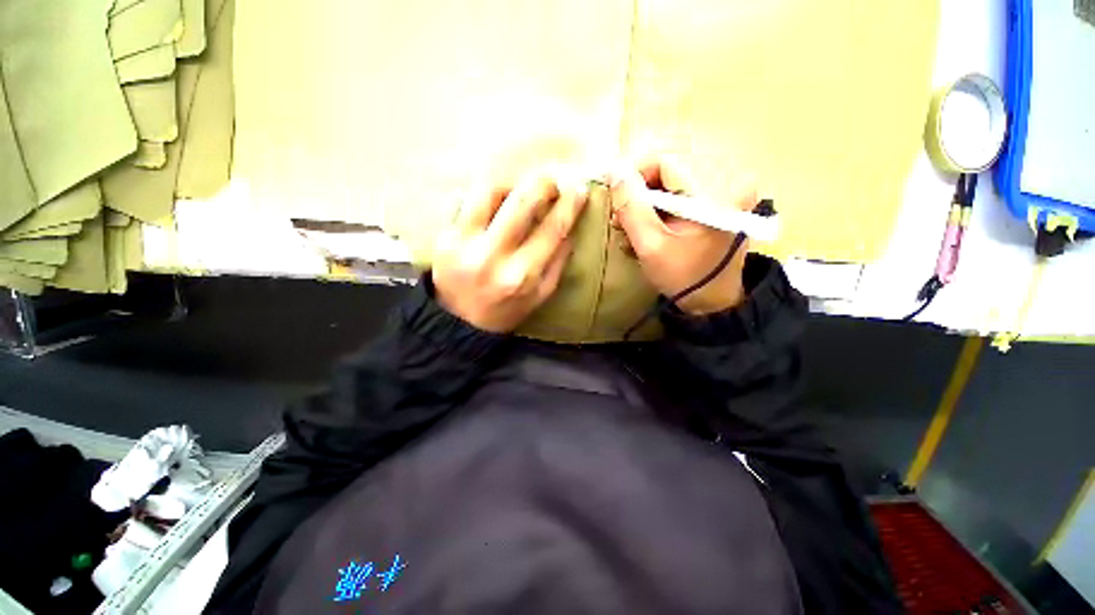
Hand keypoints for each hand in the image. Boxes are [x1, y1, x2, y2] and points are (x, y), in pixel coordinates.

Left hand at [432, 174, 587, 332]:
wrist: (458, 323)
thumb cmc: (505, 311)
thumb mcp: (540, 296)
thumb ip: (558, 263)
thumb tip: (569, 229)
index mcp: (522, 275)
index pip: (552, 229)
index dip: (569, 205)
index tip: (579, 189)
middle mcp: (493, 255)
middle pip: (522, 202)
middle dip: (542, 184)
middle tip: (550, 183)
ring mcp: (464, 243)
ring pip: (489, 192)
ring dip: (510, 185)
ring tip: (517, 192)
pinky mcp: (444, 237)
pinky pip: (464, 200)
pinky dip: (484, 196)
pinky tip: (493, 204)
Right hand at [610, 158, 755, 314]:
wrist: (713, 300)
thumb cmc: (682, 277)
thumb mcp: (650, 246)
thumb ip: (631, 207)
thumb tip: (614, 171)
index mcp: (713, 192)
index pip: (666, 160)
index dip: (634, 175)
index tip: (616, 199)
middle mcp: (727, 181)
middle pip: (669, 168)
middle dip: (639, 191)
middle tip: (621, 218)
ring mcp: (724, 190)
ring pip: (672, 179)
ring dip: (646, 200)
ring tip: (630, 226)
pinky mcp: (718, 200)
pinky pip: (681, 191)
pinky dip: (659, 206)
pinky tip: (647, 226)